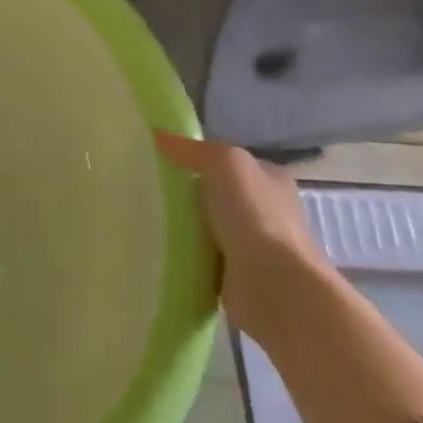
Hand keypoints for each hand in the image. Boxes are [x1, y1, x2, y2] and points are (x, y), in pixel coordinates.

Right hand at [154, 130, 330, 336]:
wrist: (275, 286)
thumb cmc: (255, 216)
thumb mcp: (225, 163)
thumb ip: (193, 150)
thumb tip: (159, 135)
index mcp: (270, 181)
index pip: (232, 164)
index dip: (201, 159)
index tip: (165, 161)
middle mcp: (267, 212)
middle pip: (218, 196)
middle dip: (189, 195)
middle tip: (149, 189)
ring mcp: (254, 247)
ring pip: (209, 227)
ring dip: (185, 227)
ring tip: (147, 217)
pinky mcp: (238, 277)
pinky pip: (203, 258)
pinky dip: (186, 254)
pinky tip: (161, 248)